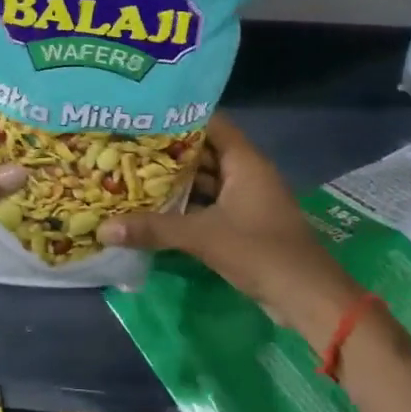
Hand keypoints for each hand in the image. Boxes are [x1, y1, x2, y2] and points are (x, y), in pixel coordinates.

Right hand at [99, 114, 360, 346]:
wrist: (306, 296)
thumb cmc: (259, 251)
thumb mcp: (203, 236)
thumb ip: (154, 229)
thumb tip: (104, 228)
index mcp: (244, 161)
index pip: (210, 122)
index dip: (178, 116)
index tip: (143, 114)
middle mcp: (245, 173)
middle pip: (203, 151)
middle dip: (168, 151)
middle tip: (127, 145)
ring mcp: (246, 199)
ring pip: (204, 180)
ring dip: (175, 181)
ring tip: (132, 173)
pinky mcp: (243, 224)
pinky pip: (209, 204)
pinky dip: (185, 205)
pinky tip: (154, 208)